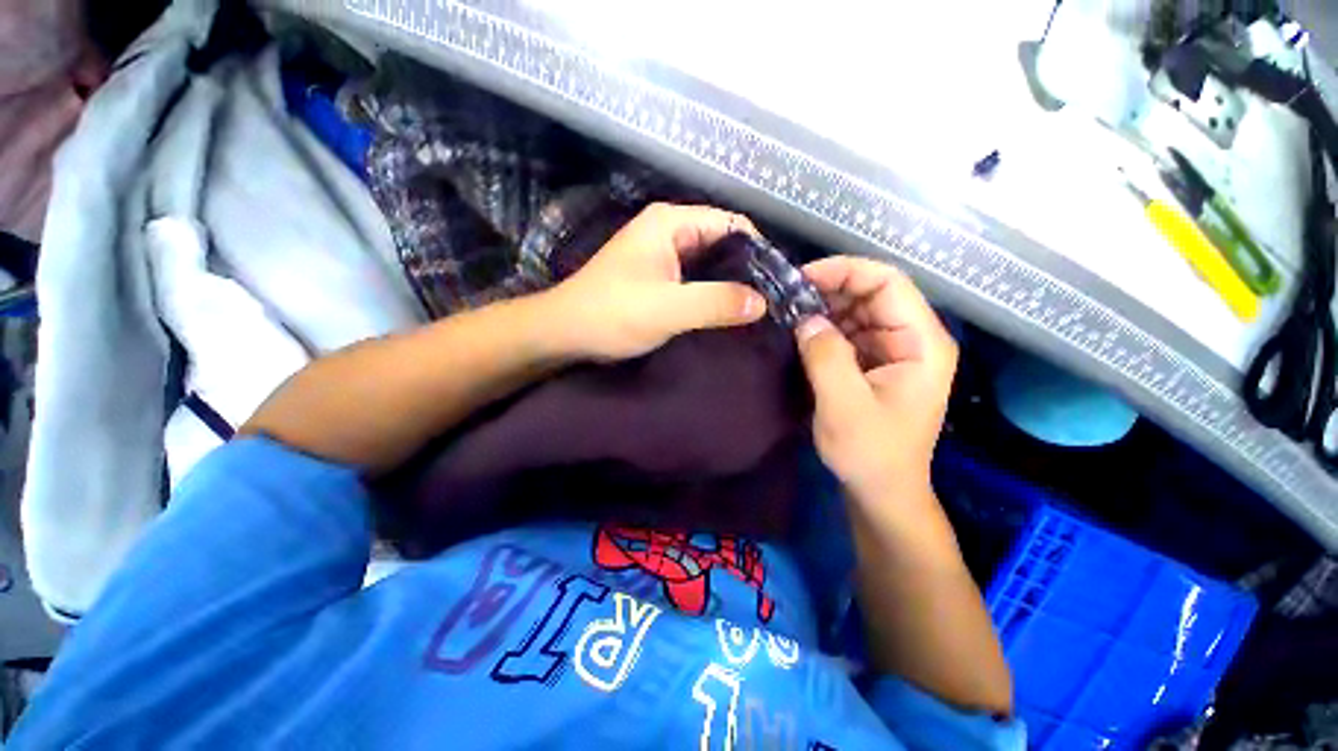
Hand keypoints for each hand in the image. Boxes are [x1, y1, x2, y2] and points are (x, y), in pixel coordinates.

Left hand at [546, 203, 767, 360]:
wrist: (565, 332)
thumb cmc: (612, 314)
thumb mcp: (668, 308)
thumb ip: (716, 302)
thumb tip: (763, 302)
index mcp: (671, 222)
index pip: (732, 224)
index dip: (758, 250)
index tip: (777, 283)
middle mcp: (668, 229)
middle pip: (722, 242)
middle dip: (746, 269)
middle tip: (770, 302)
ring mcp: (661, 253)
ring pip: (709, 262)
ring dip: (730, 283)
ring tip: (756, 309)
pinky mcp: (656, 275)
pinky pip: (695, 278)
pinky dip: (711, 292)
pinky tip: (726, 312)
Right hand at [795, 257, 957, 500]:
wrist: (881, 490)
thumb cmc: (871, 453)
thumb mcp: (845, 406)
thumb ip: (826, 357)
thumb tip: (806, 319)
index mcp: (921, 343)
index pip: (889, 283)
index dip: (846, 271)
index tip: (803, 279)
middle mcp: (912, 339)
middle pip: (872, 293)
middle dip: (830, 289)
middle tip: (788, 297)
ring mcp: (892, 350)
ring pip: (857, 311)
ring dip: (823, 308)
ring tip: (788, 312)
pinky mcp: (873, 363)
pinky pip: (848, 332)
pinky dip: (823, 328)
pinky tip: (799, 331)